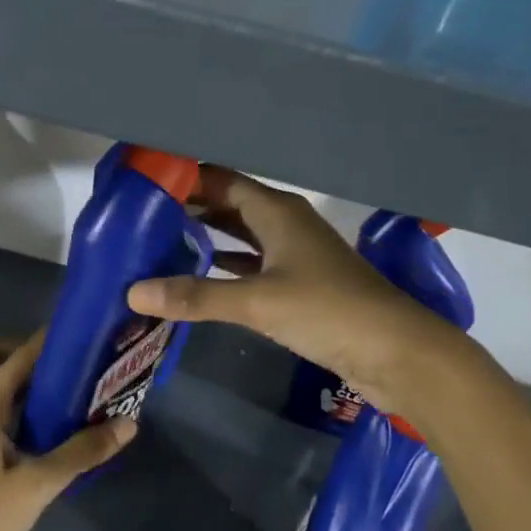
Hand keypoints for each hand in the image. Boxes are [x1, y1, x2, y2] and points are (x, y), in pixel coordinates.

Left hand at [0, 331, 133, 530]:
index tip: (81, 333)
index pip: (18, 355)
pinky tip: (48, 421)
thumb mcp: (40, 483)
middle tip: (66, 363)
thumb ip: (84, 451)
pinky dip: (16, 401)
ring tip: (66, 386)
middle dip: (25, 351)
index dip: (47, 340)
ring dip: (21, 377)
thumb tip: (128, 423)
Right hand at [127, 167, 438, 406]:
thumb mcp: (258, 302)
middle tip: (140, 216)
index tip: (144, 181)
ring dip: (205, 238)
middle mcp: (284, 225)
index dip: (186, 178)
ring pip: (240, 237)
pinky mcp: (299, 287)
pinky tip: (197, 277)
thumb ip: (196, 296)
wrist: (397, 352)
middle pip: (228, 206)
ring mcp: (294, 256)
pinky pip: (251, 267)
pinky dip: (224, 269)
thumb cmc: (329, 311)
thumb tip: (133, 292)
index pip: (221, 181)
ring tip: (158, 242)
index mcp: (277, 212)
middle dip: (189, 208)